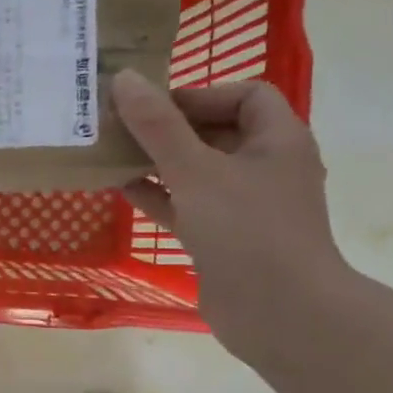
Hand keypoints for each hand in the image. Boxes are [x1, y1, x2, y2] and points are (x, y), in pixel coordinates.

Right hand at [111, 69, 354, 363]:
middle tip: (122, 126)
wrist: (280, 314)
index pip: (245, 95)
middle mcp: (266, 168)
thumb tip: (124, 79)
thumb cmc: (245, 230)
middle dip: (169, 128)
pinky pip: (188, 205)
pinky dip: (159, 195)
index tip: (154, 106)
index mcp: (278, 141)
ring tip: (112, 153)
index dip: (200, 94)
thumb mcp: (195, 170)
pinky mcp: (225, 238)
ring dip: (157, 162)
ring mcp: (245, 207)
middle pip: (216, 132)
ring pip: (197, 171)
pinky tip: (120, 189)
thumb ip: (158, 126)